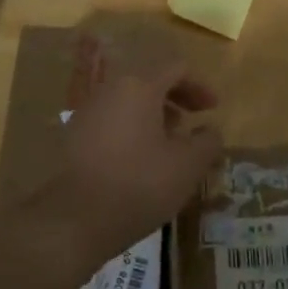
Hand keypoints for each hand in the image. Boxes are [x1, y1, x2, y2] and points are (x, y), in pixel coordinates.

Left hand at [2, 32, 221, 281]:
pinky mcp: (73, 135)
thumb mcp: (187, 166)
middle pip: (150, 82)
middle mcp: (110, 89)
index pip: (177, 69)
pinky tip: (139, 161)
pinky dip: (132, 130)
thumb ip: (207, 142)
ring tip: (168, 146)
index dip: (200, 86)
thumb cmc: (139, 184)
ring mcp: (87, 111)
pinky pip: (111, 120)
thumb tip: (211, 130)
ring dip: (154, 116)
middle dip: (176, 100)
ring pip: (129, 102)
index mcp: (140, 86)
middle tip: (193, 124)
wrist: (74, 219)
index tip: (213, 110)